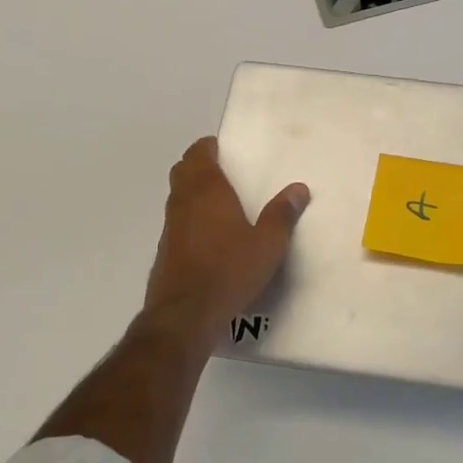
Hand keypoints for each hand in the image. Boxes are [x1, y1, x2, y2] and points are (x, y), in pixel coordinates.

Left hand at [142, 137, 309, 349]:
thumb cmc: (230, 270)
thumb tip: (298, 189)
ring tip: (218, 201)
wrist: (185, 315)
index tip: (222, 148)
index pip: (198, 154)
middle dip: (198, 165)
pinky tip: (207, 236)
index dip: (207, 147)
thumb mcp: (268, 244)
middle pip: (183, 171)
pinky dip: (189, 218)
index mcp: (207, 190)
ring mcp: (170, 227)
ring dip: (192, 191)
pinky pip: (176, 222)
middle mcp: (183, 202)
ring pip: (177, 196)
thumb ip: (282, 214)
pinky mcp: (164, 252)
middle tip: (222, 170)